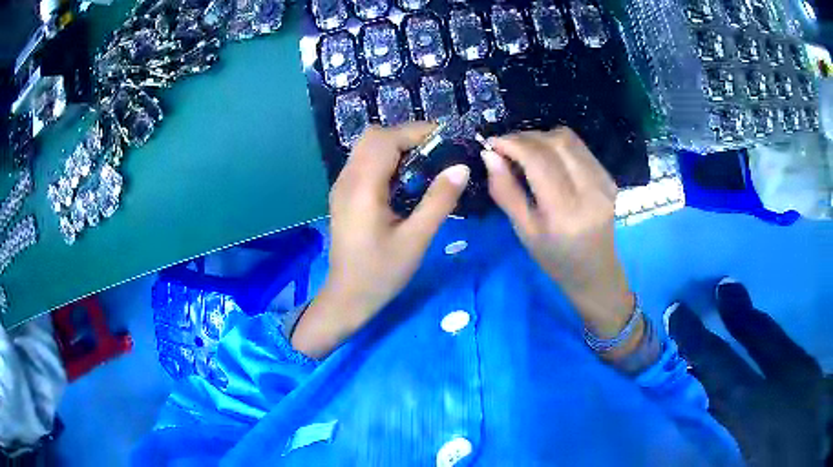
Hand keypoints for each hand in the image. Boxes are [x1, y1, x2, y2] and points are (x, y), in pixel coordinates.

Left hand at [292, 123, 469, 357]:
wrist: (347, 297)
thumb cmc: (381, 273)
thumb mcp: (416, 239)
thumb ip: (439, 200)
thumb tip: (461, 167)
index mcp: (363, 187)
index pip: (386, 139)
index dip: (417, 132)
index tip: (447, 139)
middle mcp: (347, 179)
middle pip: (373, 136)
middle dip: (407, 136)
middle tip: (437, 152)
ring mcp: (341, 186)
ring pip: (367, 147)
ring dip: (397, 146)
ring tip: (426, 164)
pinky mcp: (343, 195)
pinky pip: (364, 162)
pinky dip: (386, 159)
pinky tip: (404, 180)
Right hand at [481, 128, 634, 338]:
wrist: (595, 271)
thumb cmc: (555, 258)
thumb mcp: (524, 231)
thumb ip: (505, 191)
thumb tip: (489, 155)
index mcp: (564, 211)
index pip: (538, 159)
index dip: (512, 143)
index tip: (491, 143)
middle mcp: (589, 190)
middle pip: (555, 142)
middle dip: (524, 137)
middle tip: (506, 147)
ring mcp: (603, 182)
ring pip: (569, 139)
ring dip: (541, 137)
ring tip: (526, 151)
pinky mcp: (609, 177)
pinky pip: (580, 147)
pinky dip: (558, 145)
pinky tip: (548, 159)